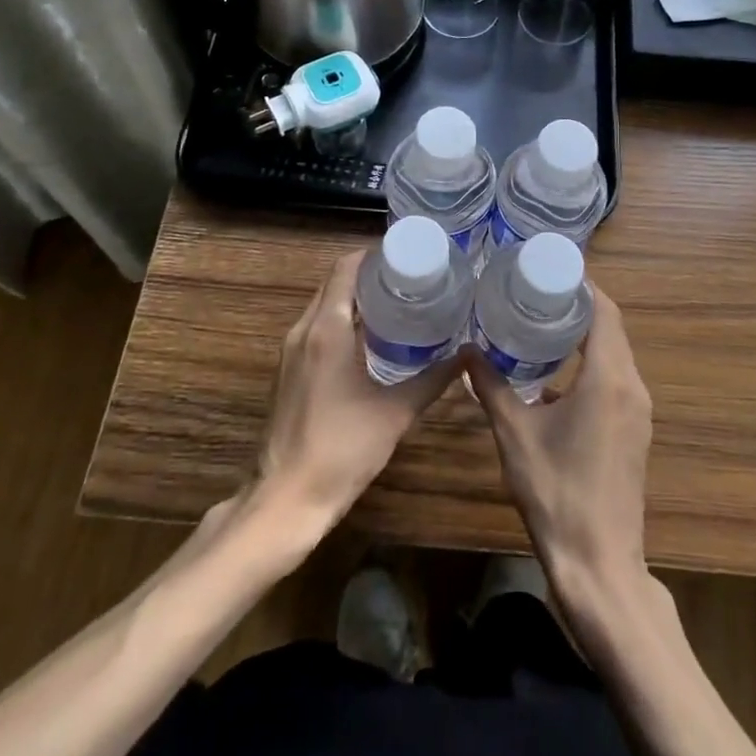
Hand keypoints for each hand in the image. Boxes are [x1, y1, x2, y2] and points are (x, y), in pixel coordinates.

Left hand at [252, 250, 453, 537]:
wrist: (286, 499)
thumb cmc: (342, 450)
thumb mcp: (395, 413)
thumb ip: (433, 380)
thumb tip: (469, 356)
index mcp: (327, 329)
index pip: (344, 269)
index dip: (372, 256)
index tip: (405, 256)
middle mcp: (304, 330)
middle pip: (333, 284)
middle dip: (367, 274)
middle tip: (409, 277)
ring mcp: (291, 351)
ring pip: (322, 306)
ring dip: (353, 298)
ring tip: (395, 302)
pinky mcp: (288, 370)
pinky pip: (315, 328)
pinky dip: (340, 320)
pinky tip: (370, 338)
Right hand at [466, 288, 652, 610]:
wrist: (599, 566)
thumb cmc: (556, 493)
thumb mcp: (514, 434)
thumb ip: (491, 387)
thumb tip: (466, 351)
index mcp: (609, 379)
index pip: (604, 311)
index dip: (581, 284)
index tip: (547, 268)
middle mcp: (632, 387)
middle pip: (611, 328)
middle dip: (577, 305)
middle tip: (534, 290)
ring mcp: (637, 412)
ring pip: (615, 355)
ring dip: (584, 335)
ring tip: (540, 321)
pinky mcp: (634, 432)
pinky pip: (615, 380)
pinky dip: (590, 364)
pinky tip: (554, 373)